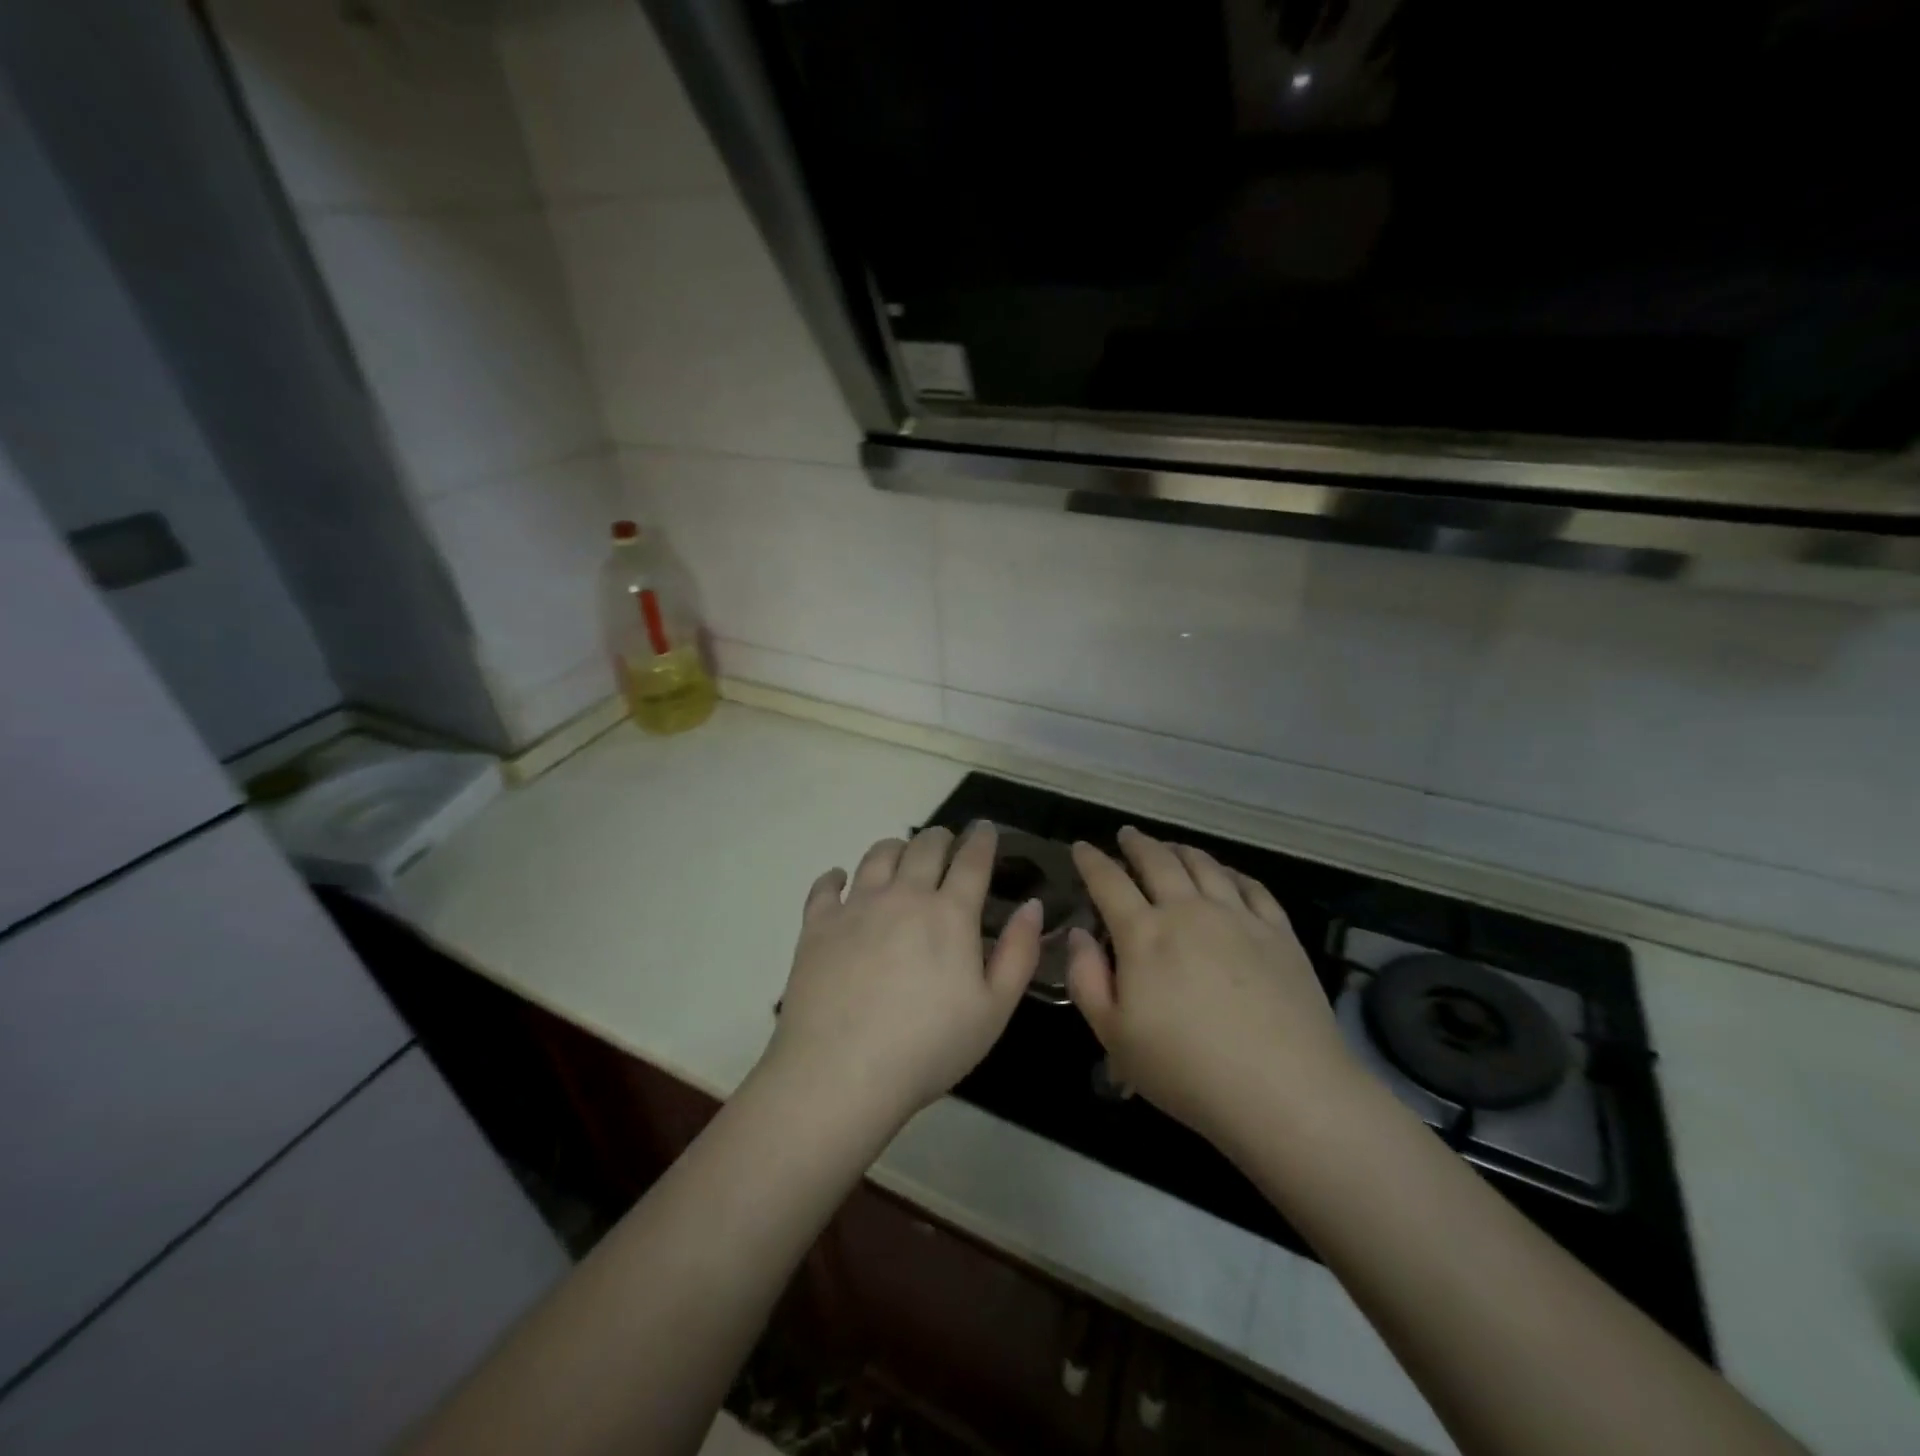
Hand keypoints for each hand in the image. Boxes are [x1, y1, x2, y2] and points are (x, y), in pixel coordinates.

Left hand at [764, 822, 1042, 1130]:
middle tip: (947, 843)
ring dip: (896, 848)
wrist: (841, 1072)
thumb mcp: (994, 1010)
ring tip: (902, 855)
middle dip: (941, 837)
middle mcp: (903, 895)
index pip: (971, 859)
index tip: (985, 829)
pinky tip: (840, 879)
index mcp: (949, 913)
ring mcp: (856, 906)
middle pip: (925, 846)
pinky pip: (826, 885)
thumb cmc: (928, 1047)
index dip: (982, 839)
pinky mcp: (818, 924)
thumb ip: (1019, 953)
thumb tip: (1033, 905)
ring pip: (878, 854)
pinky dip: (836, 876)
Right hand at [1066, 827, 1354, 1148]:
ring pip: (1204, 865)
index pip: (1109, 882)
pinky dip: (1231, 871)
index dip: (1091, 861)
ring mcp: (1238, 917)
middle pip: (1158, 861)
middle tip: (1126, 835)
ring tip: (1171, 847)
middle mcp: (1188, 911)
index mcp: (1144, 934)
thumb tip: (1080, 933)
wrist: (1285, 1091)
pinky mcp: (1278, 932)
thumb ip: (1086, 979)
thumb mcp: (1114, 1036)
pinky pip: (1251, 886)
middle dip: (1137, 844)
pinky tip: (1226, 874)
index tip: (1081, 847)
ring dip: (1181, 850)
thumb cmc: (1186, 1070)